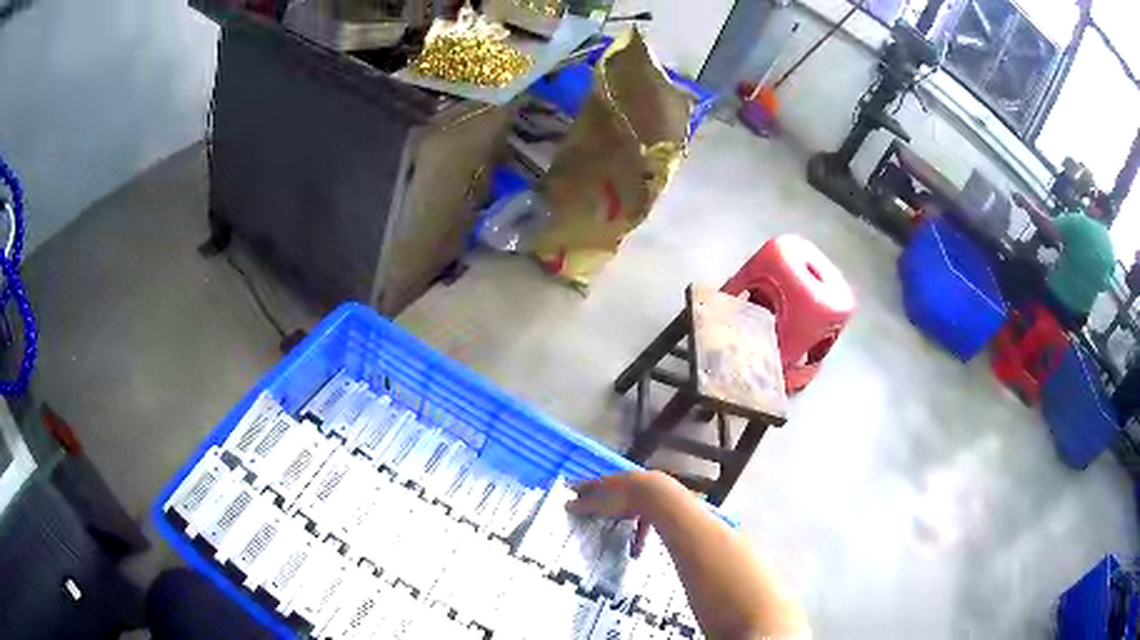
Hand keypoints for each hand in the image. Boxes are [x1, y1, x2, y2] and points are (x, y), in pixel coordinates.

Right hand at [566, 471, 665, 556]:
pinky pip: (644, 521)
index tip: (572, 496)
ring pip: (630, 510)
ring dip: (626, 527)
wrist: (657, 495)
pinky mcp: (656, 504)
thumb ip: (583, 505)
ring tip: (622, 543)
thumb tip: (567, 504)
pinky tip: (636, 550)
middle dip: (605, 507)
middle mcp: (625, 484)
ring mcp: (641, 493)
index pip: (591, 485)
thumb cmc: (622, 498)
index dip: (581, 490)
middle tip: (597, 519)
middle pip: (612, 496)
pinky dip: (640, 535)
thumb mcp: (598, 504)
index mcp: (609, 481)